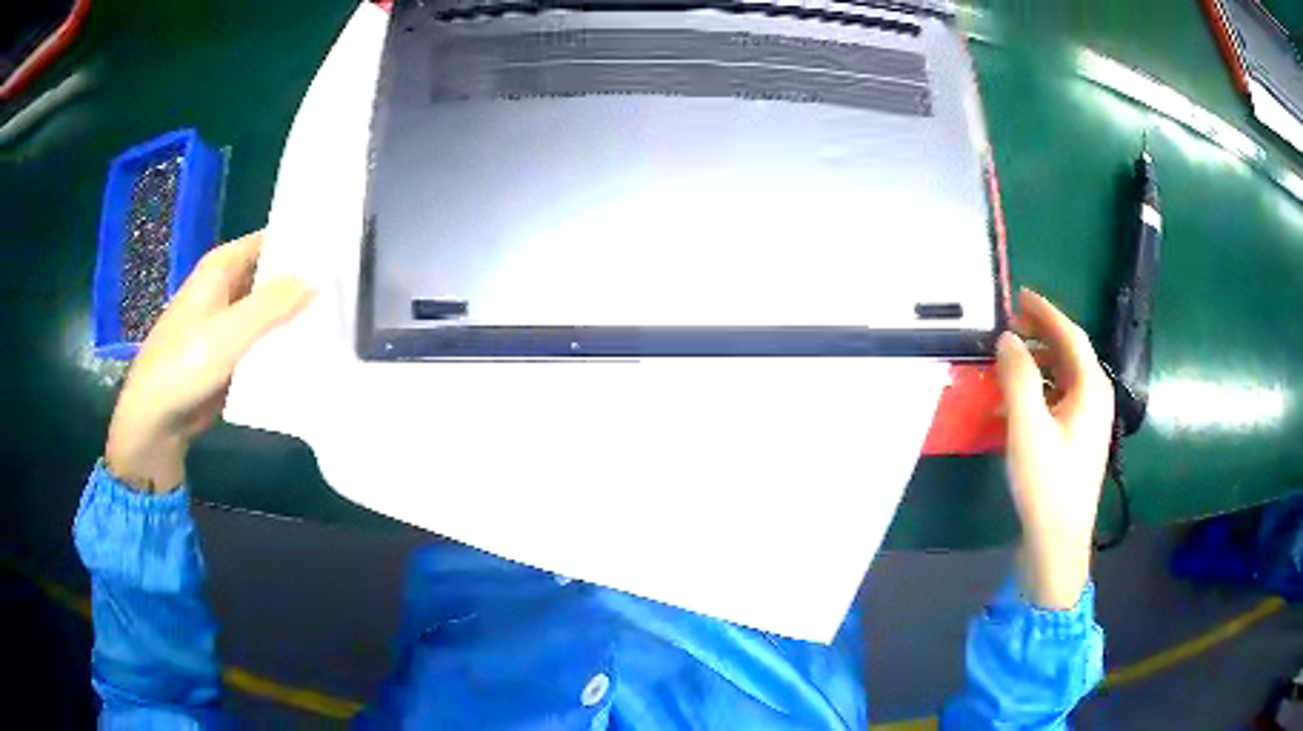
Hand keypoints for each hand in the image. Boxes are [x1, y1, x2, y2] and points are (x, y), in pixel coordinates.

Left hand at [105, 231, 314, 492]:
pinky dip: (283, 341)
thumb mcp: (229, 332)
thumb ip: (272, 305)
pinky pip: (263, 339)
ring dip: (295, 314)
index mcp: (222, 267)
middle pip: (272, 274)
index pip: (270, 241)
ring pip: (270, 309)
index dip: (301, 242)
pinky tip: (312, 348)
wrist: (157, 418)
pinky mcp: (231, 352)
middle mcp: (227, 287)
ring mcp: (229, 321)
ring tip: (340, 316)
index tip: (340, 249)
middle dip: (303, 279)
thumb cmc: (184, 364)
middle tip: (348, 287)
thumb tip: (319, 278)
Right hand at [996, 289, 1113, 608]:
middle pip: (1069, 353)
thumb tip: (1008, 337)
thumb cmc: (1047, 485)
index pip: (1070, 335)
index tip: (1019, 296)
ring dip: (1036, 363)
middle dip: (1041, 334)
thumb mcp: (1028, 428)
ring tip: (1007, 359)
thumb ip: (1018, 378)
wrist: (1058, 543)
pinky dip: (1037, 391)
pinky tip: (1012, 403)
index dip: (1045, 312)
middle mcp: (1095, 399)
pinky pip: (1058, 400)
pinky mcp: (1076, 441)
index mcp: (1090, 388)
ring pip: (1063, 377)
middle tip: (1009, 323)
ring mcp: (1087, 422)